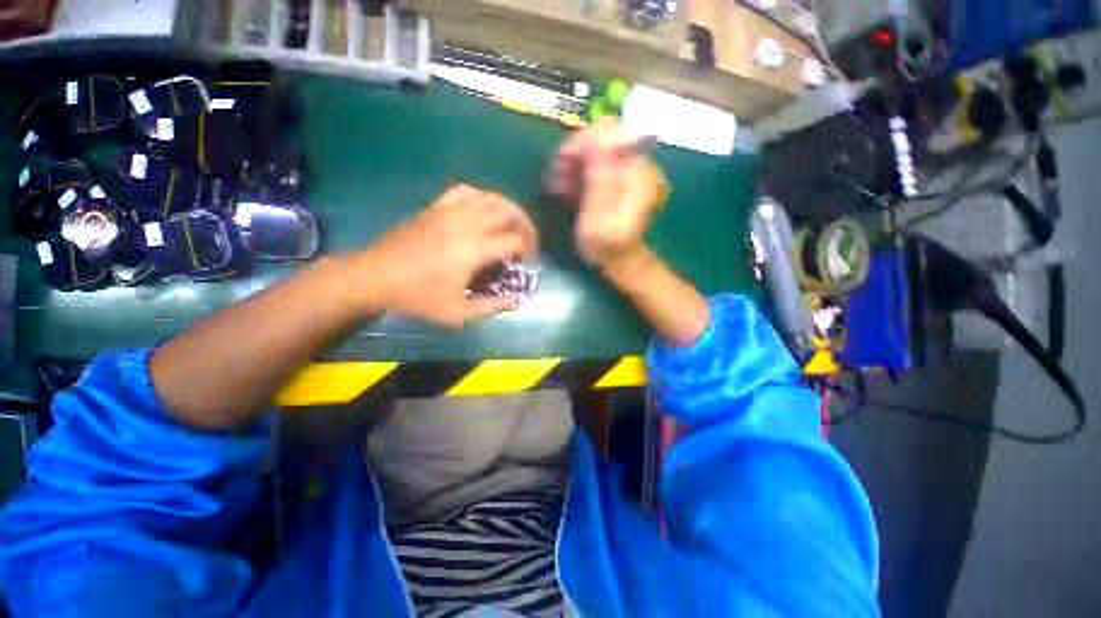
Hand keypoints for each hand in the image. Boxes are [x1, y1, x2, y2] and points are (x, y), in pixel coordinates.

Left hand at [356, 185, 537, 327]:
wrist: (374, 276)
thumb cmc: (417, 297)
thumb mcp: (457, 313)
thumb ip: (491, 307)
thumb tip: (515, 300)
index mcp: (473, 250)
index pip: (514, 240)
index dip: (528, 249)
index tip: (528, 260)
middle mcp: (465, 224)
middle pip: (508, 211)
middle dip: (525, 224)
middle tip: (527, 240)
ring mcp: (449, 211)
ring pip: (490, 196)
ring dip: (509, 209)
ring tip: (512, 224)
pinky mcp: (436, 206)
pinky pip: (466, 191)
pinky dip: (483, 197)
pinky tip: (484, 210)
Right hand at [551, 119, 664, 269]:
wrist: (620, 260)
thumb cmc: (607, 245)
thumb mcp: (597, 218)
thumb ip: (598, 180)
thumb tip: (594, 144)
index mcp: (636, 170)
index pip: (611, 131)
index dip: (583, 140)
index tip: (561, 159)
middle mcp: (635, 163)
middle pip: (602, 138)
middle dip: (575, 152)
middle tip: (554, 175)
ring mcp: (627, 170)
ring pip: (596, 150)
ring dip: (573, 163)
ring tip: (555, 183)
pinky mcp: (618, 179)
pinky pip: (595, 163)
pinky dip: (578, 171)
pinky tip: (565, 187)